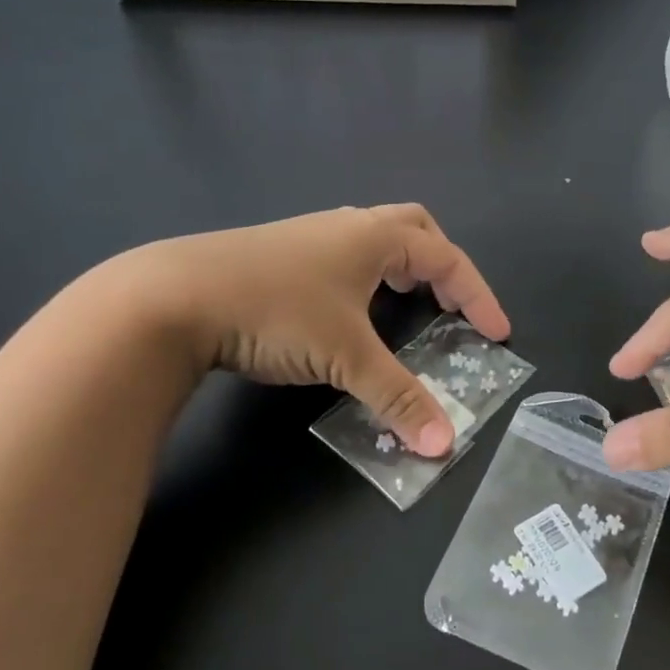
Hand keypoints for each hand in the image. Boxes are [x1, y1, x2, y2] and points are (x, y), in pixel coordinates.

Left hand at [114, 204, 509, 456]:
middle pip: (414, 228)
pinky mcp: (279, 253)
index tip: (497, 333)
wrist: (172, 297)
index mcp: (374, 236)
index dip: (478, 295)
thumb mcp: (346, 356)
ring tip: (407, 302)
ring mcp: (309, 235)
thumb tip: (444, 444)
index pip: (447, 259)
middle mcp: (347, 225)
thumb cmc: (276, 312)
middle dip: (442, 264)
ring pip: (375, 238)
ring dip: (402, 266)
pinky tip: (349, 309)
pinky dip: (366, 275)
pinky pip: (344, 254)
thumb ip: (398, 397)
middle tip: (450, 303)